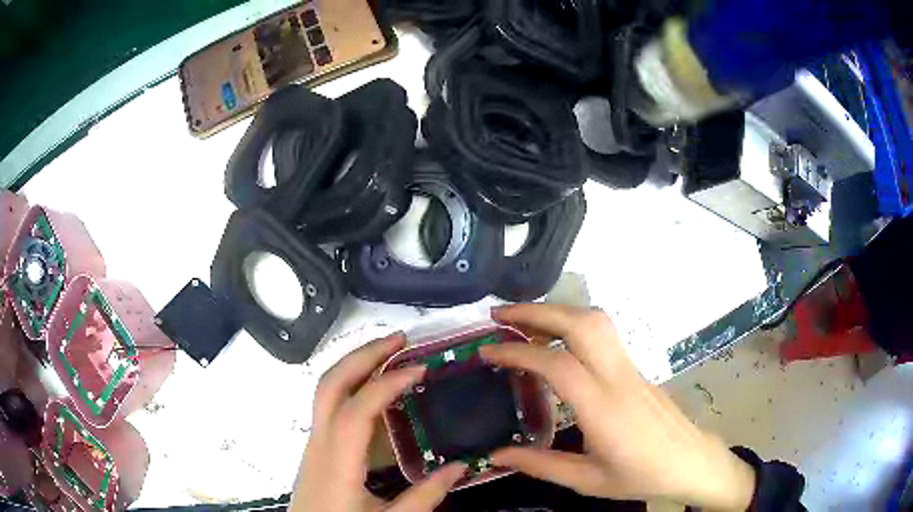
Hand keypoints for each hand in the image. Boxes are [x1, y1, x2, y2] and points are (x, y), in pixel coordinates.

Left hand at [290, 333, 466, 511]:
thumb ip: (426, 496)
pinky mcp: (316, 447)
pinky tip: (375, 390)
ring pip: (326, 389)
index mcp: (337, 461)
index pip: (357, 409)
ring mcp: (314, 442)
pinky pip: (329, 404)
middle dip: (364, 355)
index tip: (419, 369)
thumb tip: (461, 467)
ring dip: (355, 365)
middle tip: (399, 340)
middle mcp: (320, 443)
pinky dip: (352, 385)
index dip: (387, 384)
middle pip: (331, 384)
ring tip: (390, 353)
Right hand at [481, 304, 755, 510]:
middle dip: (537, 312)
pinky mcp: (636, 368)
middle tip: (499, 315)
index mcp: (603, 408)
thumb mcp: (587, 480)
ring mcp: (631, 367)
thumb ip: (540, 465)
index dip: (518, 352)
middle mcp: (618, 377)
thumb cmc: (641, 475)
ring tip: (523, 322)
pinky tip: (555, 342)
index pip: (557, 364)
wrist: (690, 461)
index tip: (487, 350)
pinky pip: (603, 334)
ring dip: (557, 312)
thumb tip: (495, 456)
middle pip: (581, 324)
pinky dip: (572, 325)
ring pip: (596, 321)